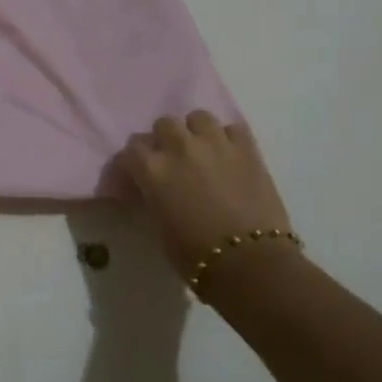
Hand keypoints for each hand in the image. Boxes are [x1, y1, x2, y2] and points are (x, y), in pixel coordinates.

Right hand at [121, 112, 292, 274]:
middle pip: (163, 124)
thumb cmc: (193, 254)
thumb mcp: (157, 223)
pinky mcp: (247, 150)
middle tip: (171, 160)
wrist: (250, 263)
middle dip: (164, 140)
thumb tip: (151, 188)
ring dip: (195, 132)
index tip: (137, 175)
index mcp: (152, 168)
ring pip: (198, 117)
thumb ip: (151, 194)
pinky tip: (228, 154)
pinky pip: (233, 128)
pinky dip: (228, 138)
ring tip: (201, 150)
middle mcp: (179, 147)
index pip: (131, 150)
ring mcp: (215, 144)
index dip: (133, 162)